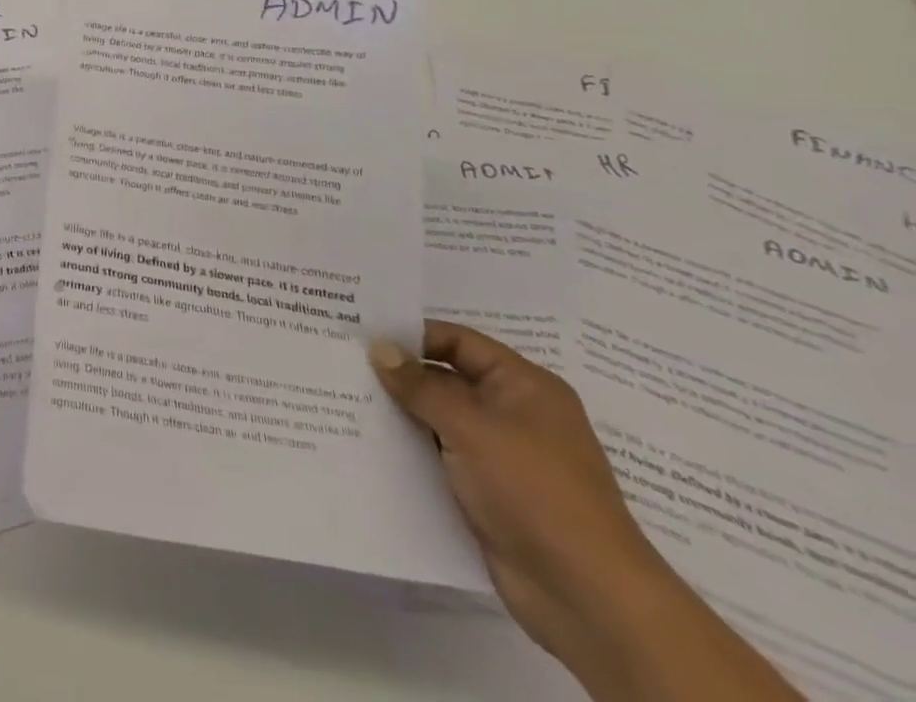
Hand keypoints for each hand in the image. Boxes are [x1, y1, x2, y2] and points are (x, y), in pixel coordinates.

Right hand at [369, 323, 675, 677]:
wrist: (587, 597)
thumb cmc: (534, 491)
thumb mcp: (470, 427)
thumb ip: (419, 385)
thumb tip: (378, 347)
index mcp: (524, 386)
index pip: (458, 342)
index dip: (412, 335)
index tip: (362, 333)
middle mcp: (514, 413)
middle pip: (446, 379)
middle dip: (399, 375)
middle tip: (343, 362)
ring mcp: (502, 456)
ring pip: (439, 420)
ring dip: (401, 413)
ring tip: (345, 397)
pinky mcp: (489, 492)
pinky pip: (441, 456)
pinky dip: (411, 449)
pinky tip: (369, 442)